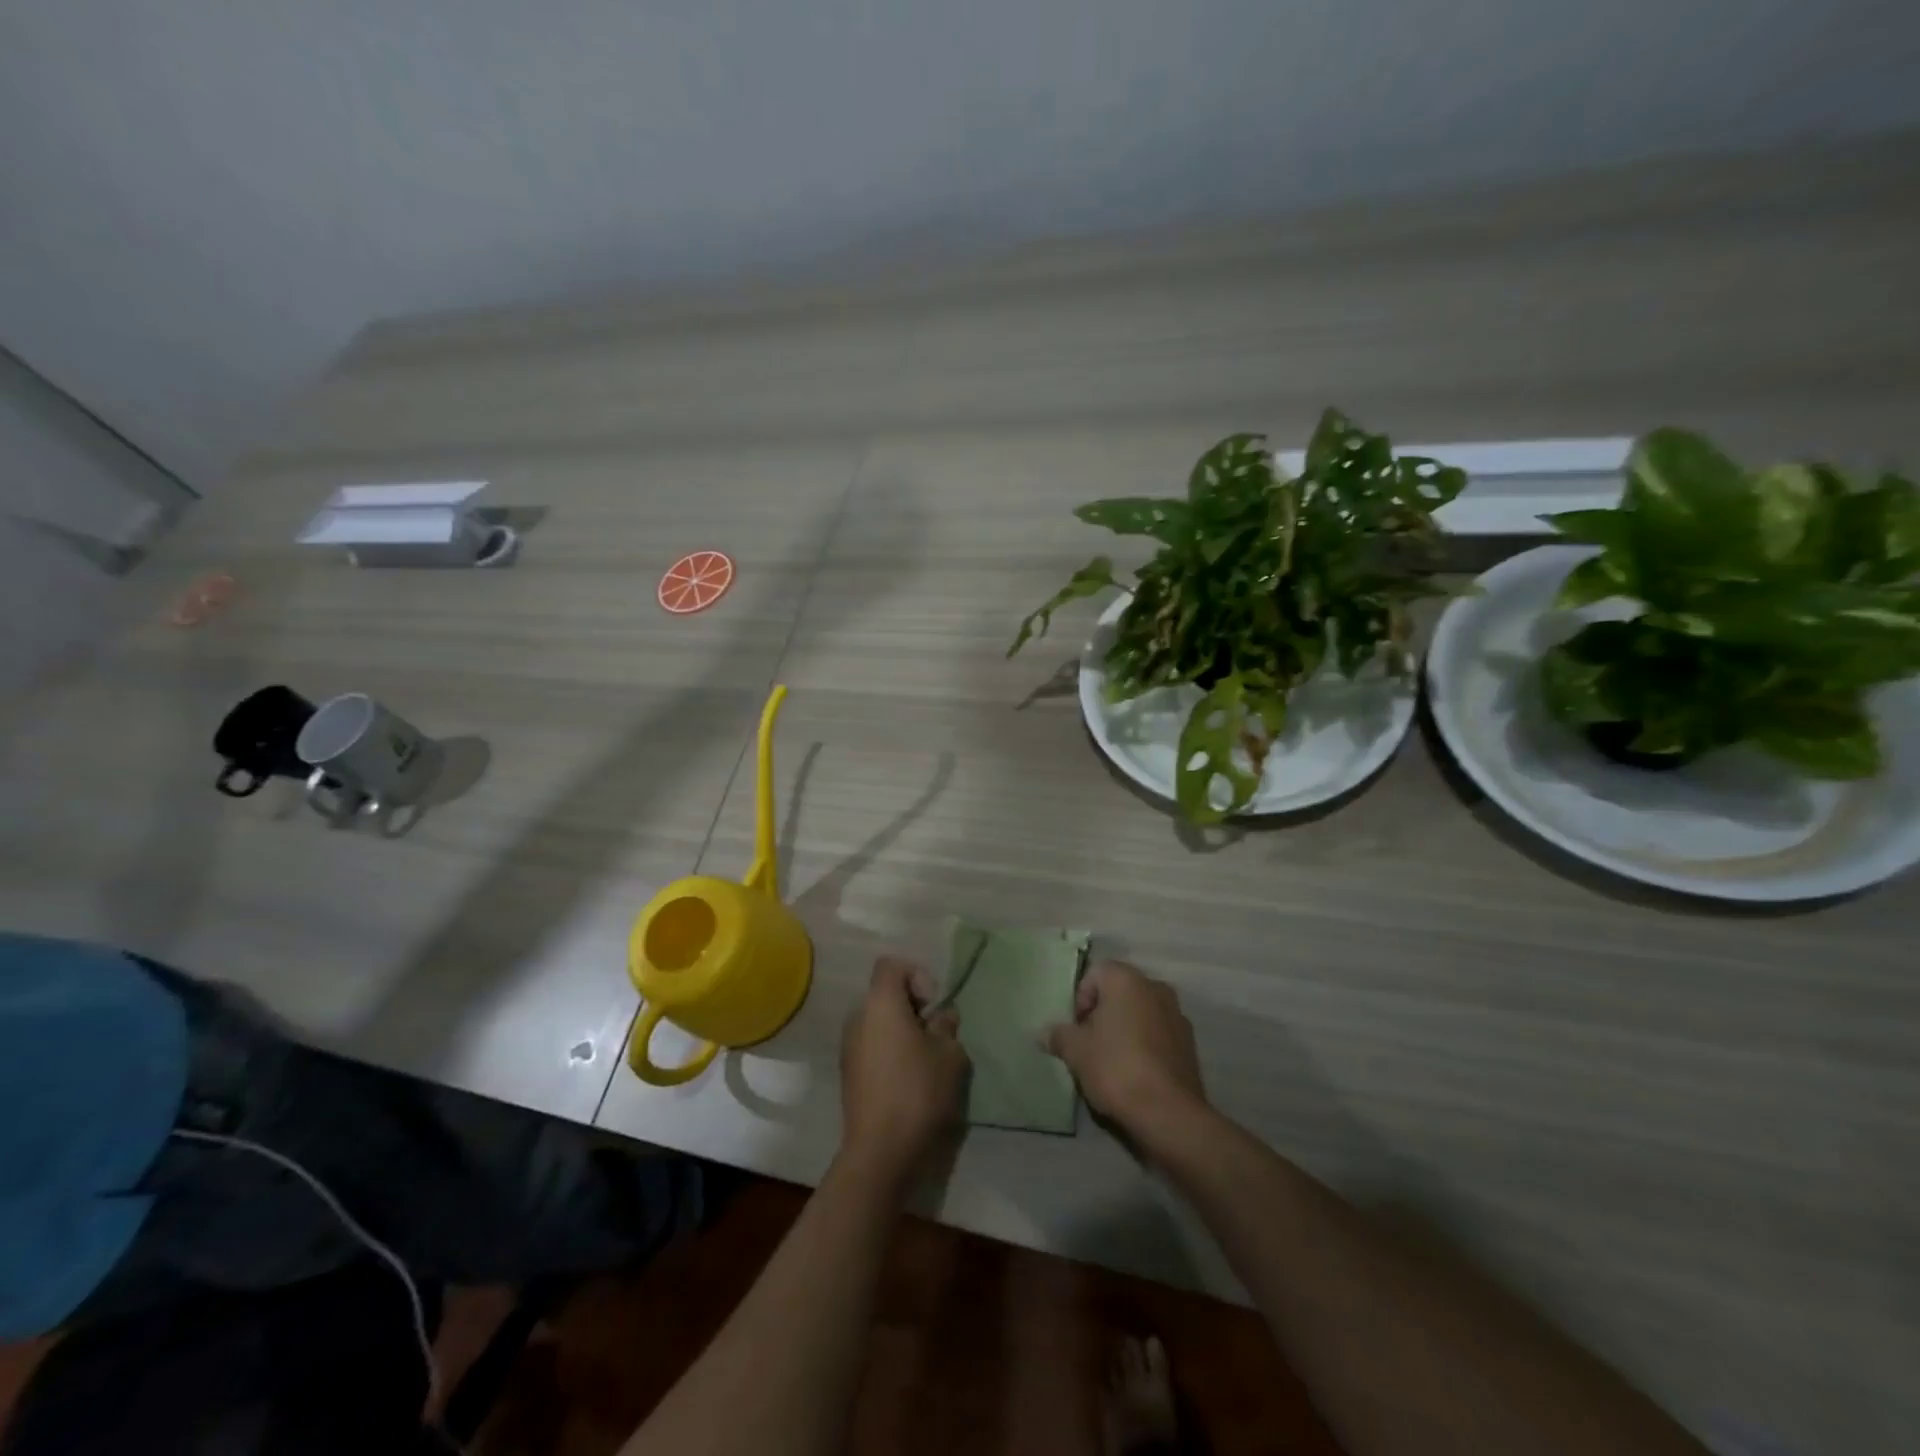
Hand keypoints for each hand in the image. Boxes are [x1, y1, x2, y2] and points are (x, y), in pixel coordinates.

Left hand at [839, 957, 969, 1190]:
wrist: (881, 1152)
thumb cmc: (918, 1092)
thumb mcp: (949, 1055)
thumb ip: (947, 1026)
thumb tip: (941, 1016)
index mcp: (880, 1003)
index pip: (891, 965)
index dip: (916, 975)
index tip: (933, 1006)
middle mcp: (858, 1018)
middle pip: (885, 995)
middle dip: (913, 1008)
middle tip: (936, 1034)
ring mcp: (849, 1047)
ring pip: (879, 1023)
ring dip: (902, 1032)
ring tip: (926, 1061)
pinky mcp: (849, 1074)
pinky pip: (872, 1046)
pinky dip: (890, 1052)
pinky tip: (909, 1082)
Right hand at [1046, 961, 1207, 1138]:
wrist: (1168, 1113)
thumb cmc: (1116, 1068)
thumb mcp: (1076, 1052)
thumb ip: (1058, 1035)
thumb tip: (1043, 1033)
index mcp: (1126, 980)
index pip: (1095, 974)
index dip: (1080, 999)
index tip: (1077, 1029)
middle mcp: (1155, 987)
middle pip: (1119, 992)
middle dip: (1102, 1013)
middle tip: (1090, 1044)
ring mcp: (1177, 1014)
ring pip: (1140, 1012)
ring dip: (1125, 1028)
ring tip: (1112, 1061)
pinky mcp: (1189, 1043)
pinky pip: (1158, 1033)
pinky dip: (1145, 1044)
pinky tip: (1136, 1072)